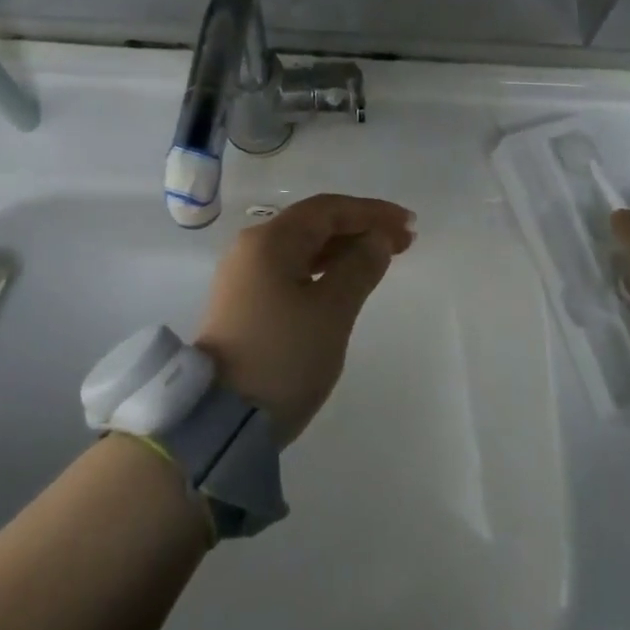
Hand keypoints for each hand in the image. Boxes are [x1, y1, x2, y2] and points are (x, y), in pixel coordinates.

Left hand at [194, 194, 415, 444]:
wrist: (221, 420)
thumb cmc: (283, 357)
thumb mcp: (332, 311)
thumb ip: (359, 267)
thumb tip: (377, 238)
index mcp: (270, 240)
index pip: (327, 209)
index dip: (371, 212)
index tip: (408, 224)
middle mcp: (252, 248)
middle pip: (313, 224)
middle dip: (360, 228)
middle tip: (404, 242)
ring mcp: (244, 276)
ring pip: (302, 248)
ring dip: (344, 249)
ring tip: (382, 259)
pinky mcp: (244, 303)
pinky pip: (291, 270)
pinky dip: (323, 270)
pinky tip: (345, 281)